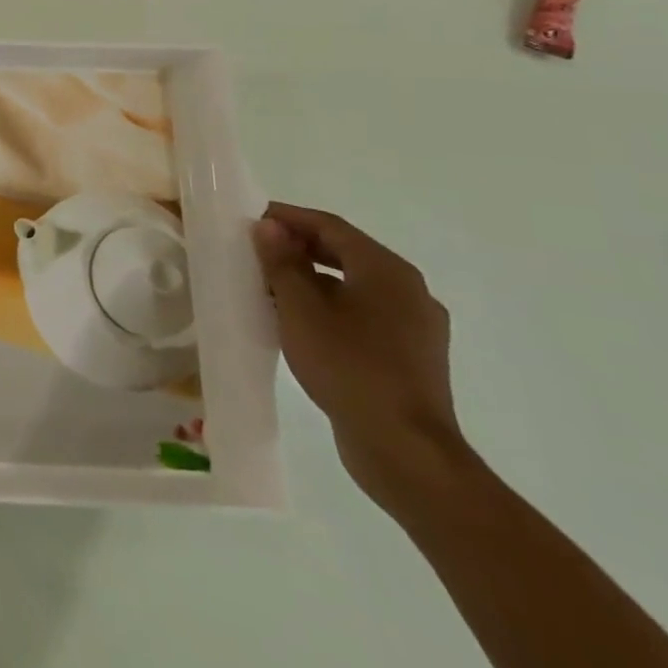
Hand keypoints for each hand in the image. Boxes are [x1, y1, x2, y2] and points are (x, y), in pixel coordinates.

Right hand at [253, 203, 475, 517]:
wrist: (405, 450)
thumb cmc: (348, 367)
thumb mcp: (301, 309)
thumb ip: (282, 263)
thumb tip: (270, 227)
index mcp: (387, 271)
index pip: (331, 226)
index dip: (289, 217)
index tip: (251, 218)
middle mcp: (410, 291)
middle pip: (347, 253)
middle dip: (299, 246)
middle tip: (256, 249)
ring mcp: (416, 327)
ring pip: (355, 285)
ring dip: (312, 278)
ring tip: (270, 285)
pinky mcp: (411, 357)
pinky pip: (365, 314)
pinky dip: (331, 306)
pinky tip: (301, 322)